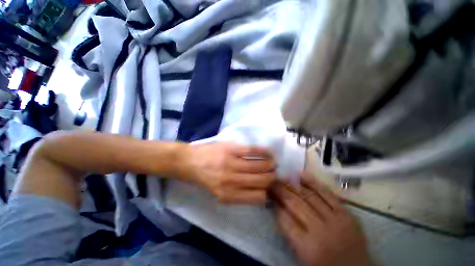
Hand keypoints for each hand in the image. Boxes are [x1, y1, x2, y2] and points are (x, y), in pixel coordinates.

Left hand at [185, 142, 275, 204]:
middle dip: (271, 178)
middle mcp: (231, 181)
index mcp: (228, 195)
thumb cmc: (204, 178)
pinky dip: (264, 152)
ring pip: (260, 166)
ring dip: (270, 165)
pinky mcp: (231, 149)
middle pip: (262, 181)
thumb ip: (237, 195)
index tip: (268, 187)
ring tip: (272, 163)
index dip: (267, 192)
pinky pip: (253, 151)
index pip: (258, 197)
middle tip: (273, 174)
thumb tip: (258, 194)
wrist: (189, 161)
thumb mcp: (218, 193)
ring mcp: (231, 163)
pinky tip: (268, 153)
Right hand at [271, 173, 368, 265]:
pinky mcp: (347, 214)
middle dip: (280, 190)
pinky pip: (327, 194)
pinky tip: (301, 174)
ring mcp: (336, 221)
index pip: (285, 219)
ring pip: (309, 196)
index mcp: (308, 248)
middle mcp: (321, 231)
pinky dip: (313, 182)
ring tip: (282, 177)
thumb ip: (289, 233)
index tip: (268, 194)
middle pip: (295, 204)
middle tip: (271, 181)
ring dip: (292, 185)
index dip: (275, 204)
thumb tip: (278, 209)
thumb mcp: (303, 257)